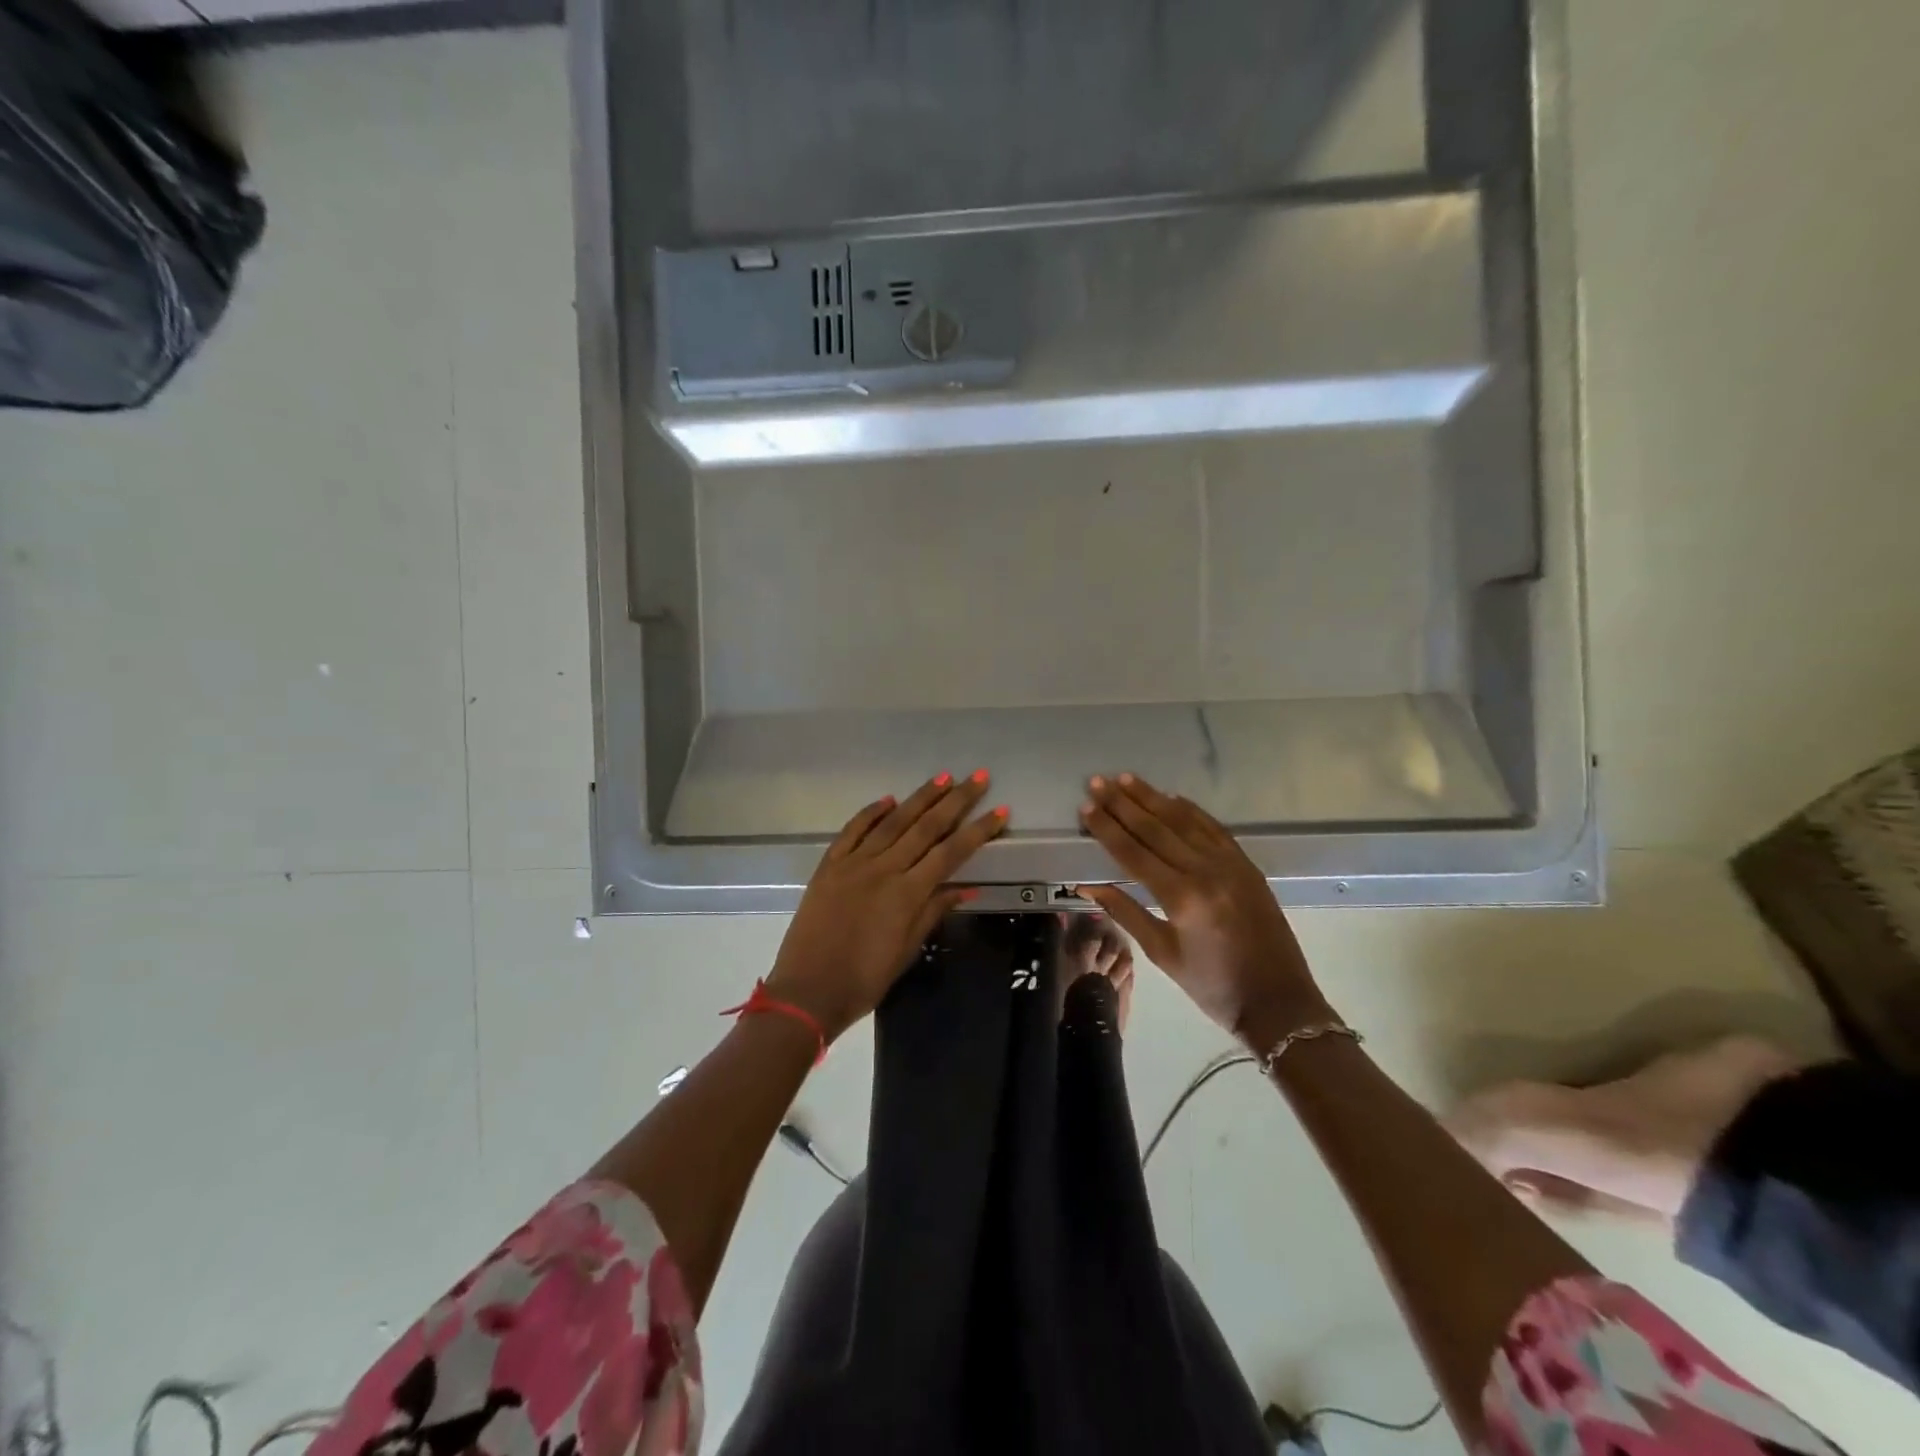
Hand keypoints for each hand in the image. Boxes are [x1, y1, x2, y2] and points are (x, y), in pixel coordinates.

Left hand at [766, 771, 1007, 1041]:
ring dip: (920, 798)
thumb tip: (966, 888)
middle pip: (926, 827)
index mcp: (907, 894)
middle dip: (956, 801)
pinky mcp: (829, 865)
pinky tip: (888, 799)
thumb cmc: (864, 979)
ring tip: (943, 778)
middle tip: (978, 777)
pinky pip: (852, 831)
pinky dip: (871, 813)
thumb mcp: (907, 950)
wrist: (807, 991)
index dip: (978, 830)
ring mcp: (854, 863)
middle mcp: (884, 869)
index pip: (951, 853)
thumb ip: (934, 913)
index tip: (1000, 810)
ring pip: (892, 822)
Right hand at [1074, 773, 1329, 1047]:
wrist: (1279, 1001)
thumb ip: (1125, 912)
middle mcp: (1205, 872)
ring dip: (1153, 798)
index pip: (1134, 853)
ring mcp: (1230, 864)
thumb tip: (1087, 884)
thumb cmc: (1212, 985)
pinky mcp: (1246, 865)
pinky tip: (1171, 797)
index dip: (1107, 828)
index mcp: (1181, 898)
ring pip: (1184, 821)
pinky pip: (1213, 828)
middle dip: (1123, 804)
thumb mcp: (1162, 954)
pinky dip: (1190, 811)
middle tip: (1098, 782)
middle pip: (1156, 829)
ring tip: (1126, 779)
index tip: (1086, 807)